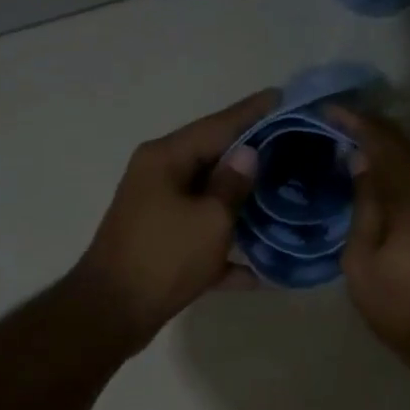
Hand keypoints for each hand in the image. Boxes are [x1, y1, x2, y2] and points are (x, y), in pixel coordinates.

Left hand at [72, 90, 275, 350]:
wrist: (112, 313)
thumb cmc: (164, 258)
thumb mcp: (209, 219)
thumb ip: (232, 184)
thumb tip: (249, 154)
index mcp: (166, 158)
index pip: (218, 124)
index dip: (253, 112)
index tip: (283, 97)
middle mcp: (159, 176)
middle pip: (214, 158)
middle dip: (254, 156)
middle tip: (297, 148)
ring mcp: (159, 211)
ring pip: (211, 198)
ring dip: (245, 203)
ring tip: (288, 196)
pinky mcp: (163, 244)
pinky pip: (204, 236)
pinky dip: (230, 249)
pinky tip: (265, 269)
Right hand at [330, 107, 409, 364]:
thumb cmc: (402, 305)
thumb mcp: (363, 260)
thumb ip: (363, 205)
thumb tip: (360, 162)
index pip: (383, 140)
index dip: (354, 121)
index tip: (324, 109)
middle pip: (402, 146)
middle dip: (367, 132)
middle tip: (329, 127)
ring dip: (380, 154)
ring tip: (342, 151)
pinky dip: (394, 176)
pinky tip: (369, 182)